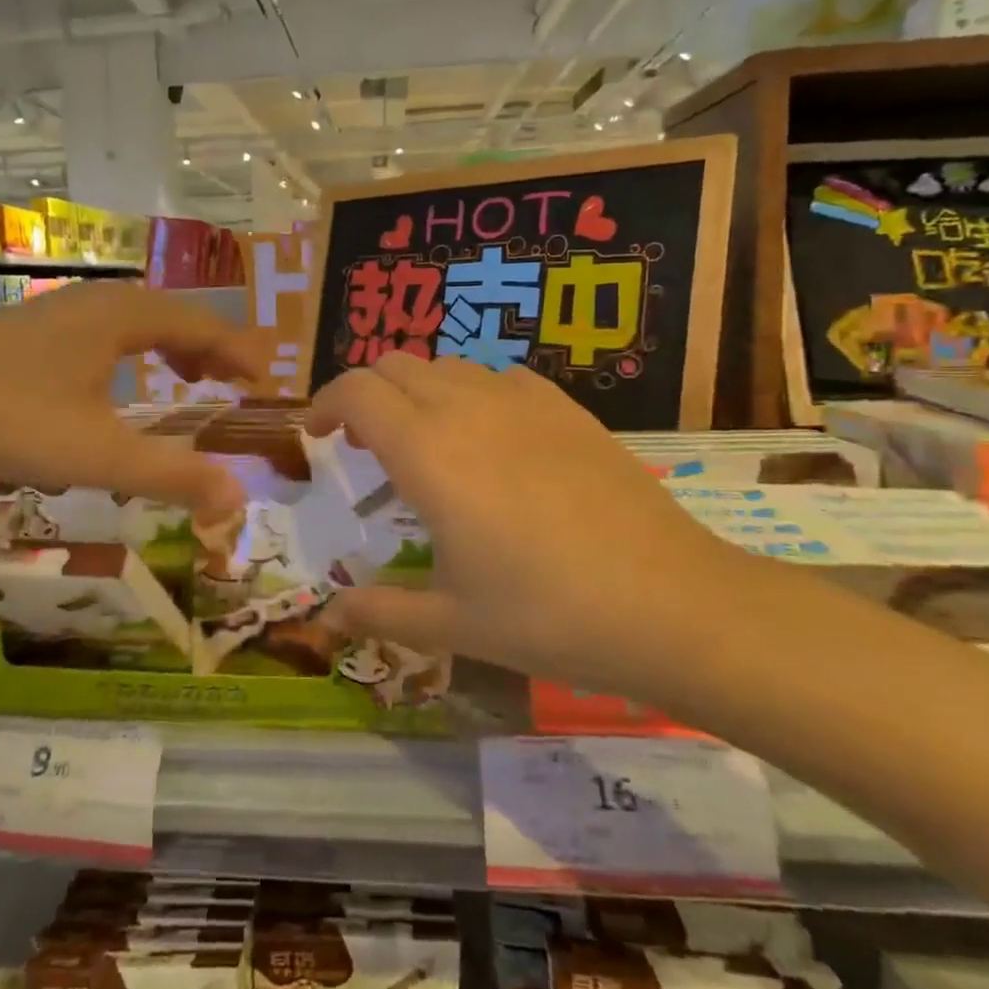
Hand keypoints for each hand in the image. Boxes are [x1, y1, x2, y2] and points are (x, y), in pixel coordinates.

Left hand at [0, 282, 265, 522]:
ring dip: (169, 345)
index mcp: (123, 317)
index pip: (203, 324)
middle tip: (232, 383)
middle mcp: (96, 301)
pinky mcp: (28, 328)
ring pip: (134, 319)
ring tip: (186, 377)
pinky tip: (113, 384)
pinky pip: (102, 330)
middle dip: (209, 347)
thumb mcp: (97, 456)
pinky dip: (130, 350)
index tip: (265, 383)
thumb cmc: (5, 419)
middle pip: (172, 314)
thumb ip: (173, 475)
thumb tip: (238, 497)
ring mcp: (57, 310)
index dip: (240, 352)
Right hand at [306, 355, 745, 698]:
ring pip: (447, 365)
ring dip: (417, 391)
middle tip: (365, 445)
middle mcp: (467, 409)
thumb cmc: (547, 615)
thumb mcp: (452, 623)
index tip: (317, 435)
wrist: (671, 603)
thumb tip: (327, 617)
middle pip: (395, 365)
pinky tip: (491, 439)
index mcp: (428, 453)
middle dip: (366, 394)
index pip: (356, 391)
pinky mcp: (567, 408)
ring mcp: (523, 401)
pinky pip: (499, 377)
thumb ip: (380, 611)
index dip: (324, 403)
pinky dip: (472, 392)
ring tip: (425, 441)